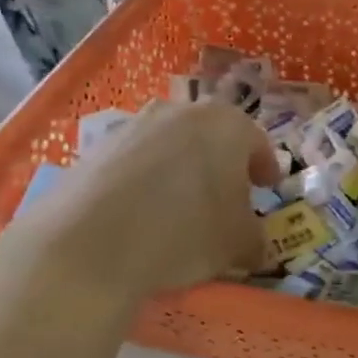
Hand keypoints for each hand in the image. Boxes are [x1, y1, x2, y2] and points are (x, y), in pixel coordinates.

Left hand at [0, 100, 278, 303]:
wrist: (89, 242)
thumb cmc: (185, 232)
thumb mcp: (239, 244)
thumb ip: (255, 239)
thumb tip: (253, 244)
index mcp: (228, 125)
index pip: (257, 142)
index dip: (265, 167)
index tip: (267, 188)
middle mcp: (182, 112)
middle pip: (212, 136)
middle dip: (222, 164)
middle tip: (226, 197)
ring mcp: (135, 125)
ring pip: (172, 145)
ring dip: (181, 169)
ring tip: (180, 207)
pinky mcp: (96, 146)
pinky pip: (135, 162)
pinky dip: (145, 181)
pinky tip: (141, 214)